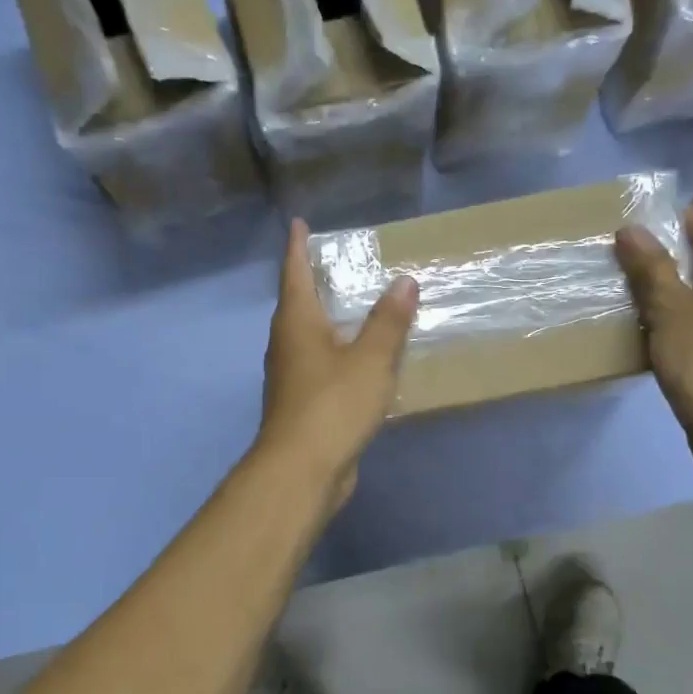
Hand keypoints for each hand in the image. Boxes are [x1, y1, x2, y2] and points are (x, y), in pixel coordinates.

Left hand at [256, 218, 418, 505]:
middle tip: (339, 263)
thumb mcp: (371, 359)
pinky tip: (361, 359)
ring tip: (356, 307)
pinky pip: (322, 366)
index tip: (298, 224)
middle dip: (315, 282)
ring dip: (329, 320)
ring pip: (310, 337)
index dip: (298, 247)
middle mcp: (288, 344)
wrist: (302, 469)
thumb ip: (388, 321)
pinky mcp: (303, 404)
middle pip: (299, 304)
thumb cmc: (333, 405)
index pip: (295, 272)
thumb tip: (404, 282)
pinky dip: (340, 353)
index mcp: (297, 323)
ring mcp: (292, 377)